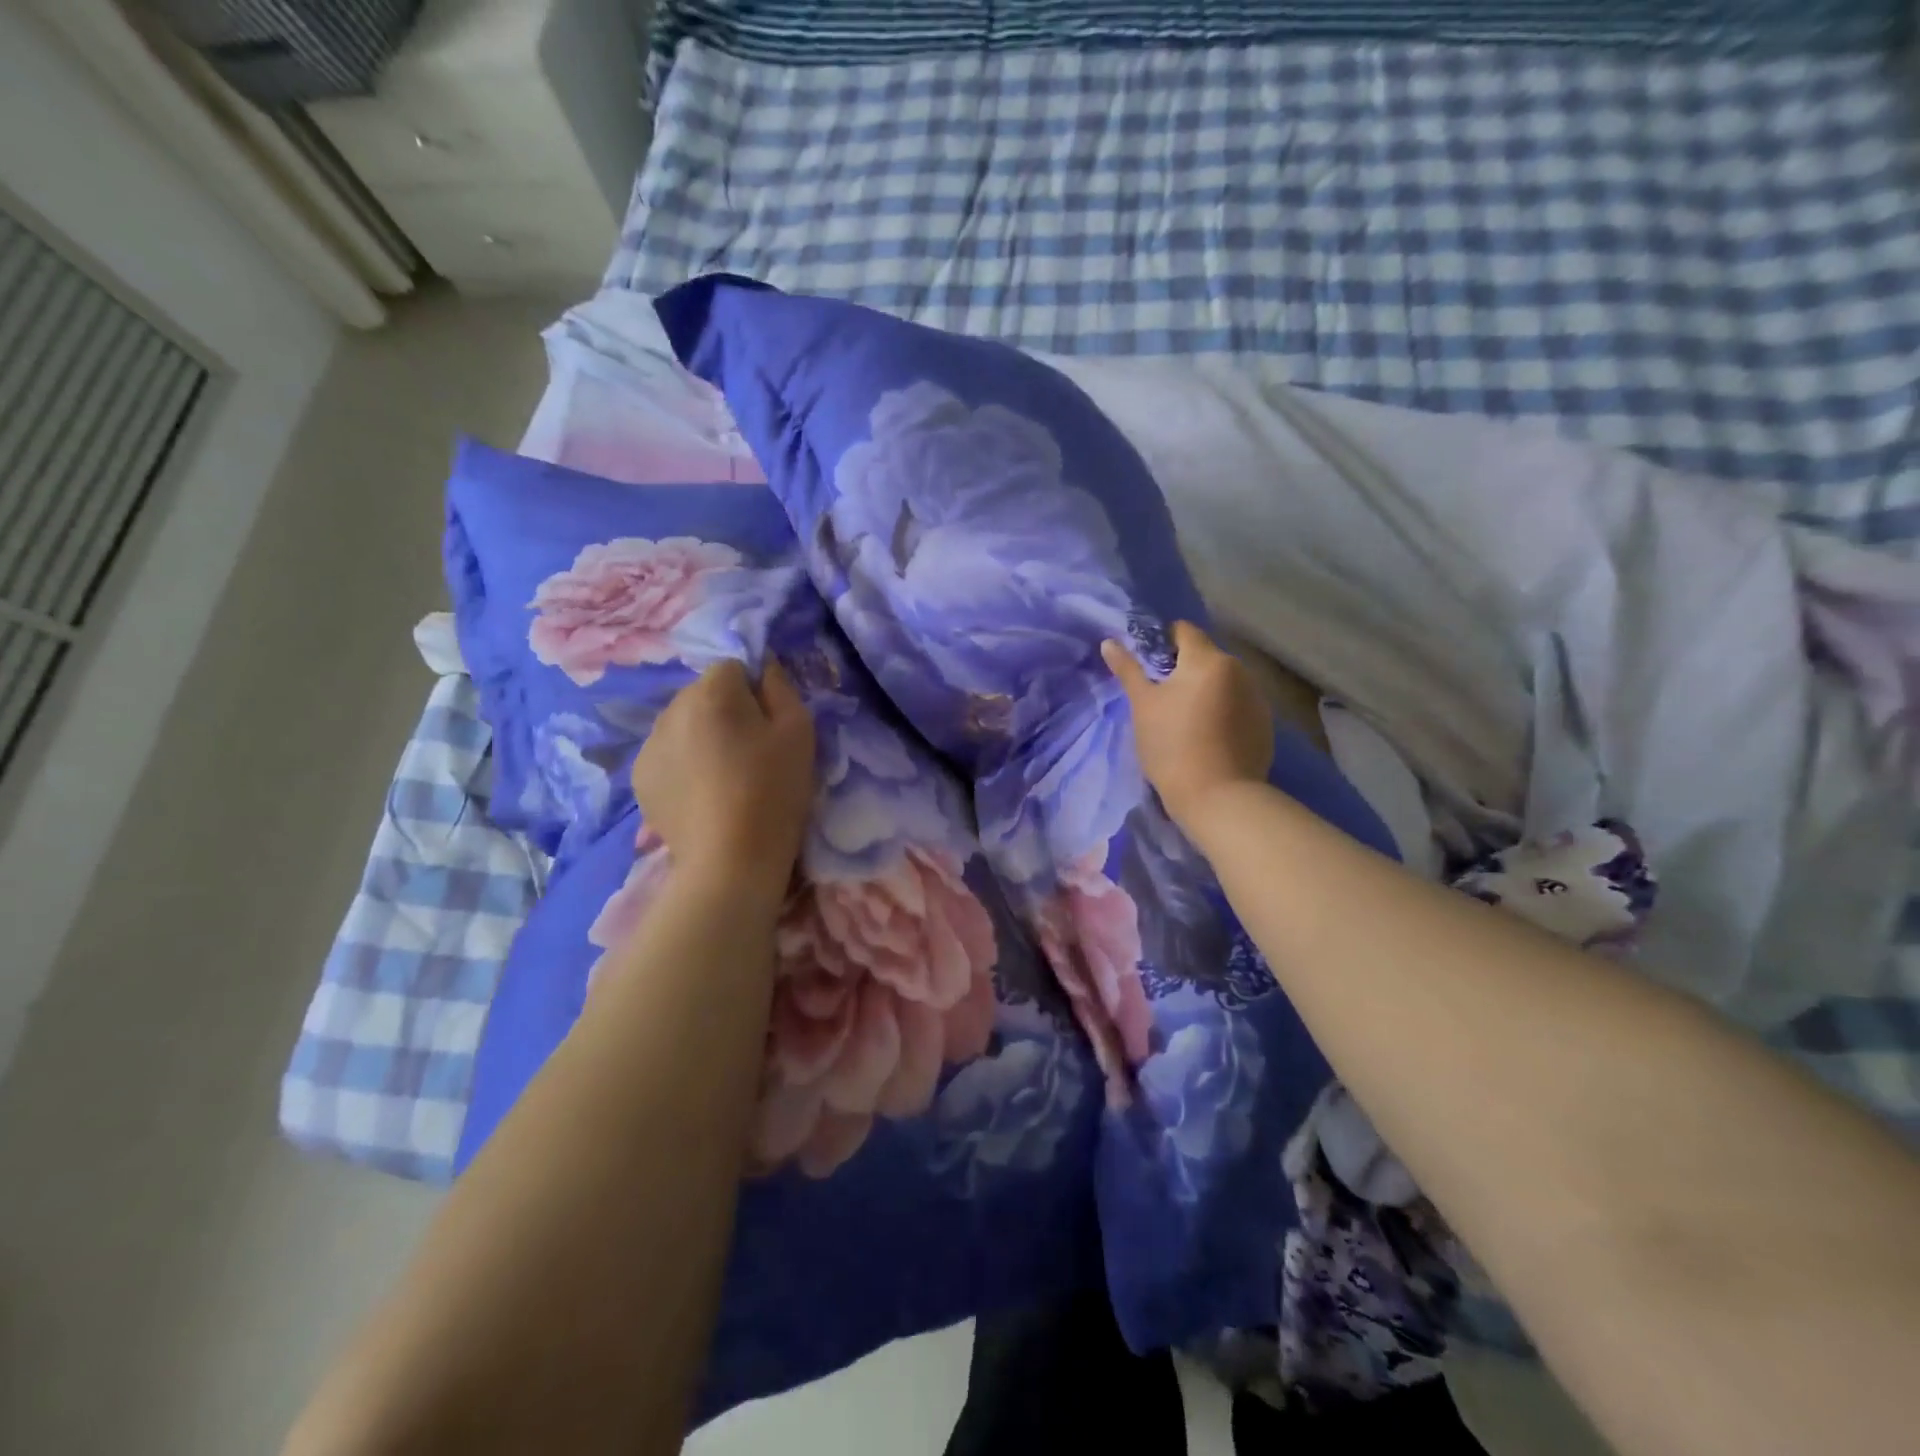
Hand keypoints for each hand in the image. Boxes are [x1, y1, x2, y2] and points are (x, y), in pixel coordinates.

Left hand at [630, 658, 815, 906]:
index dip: (755, 692)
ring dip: (701, 737)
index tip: (768, 726)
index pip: (734, 667)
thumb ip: (781, 687)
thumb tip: (764, 666)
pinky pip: (667, 754)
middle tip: (749, 753)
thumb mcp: (799, 732)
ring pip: (683, 724)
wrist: (730, 860)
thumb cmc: (773, 790)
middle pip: (704, 694)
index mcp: (712, 691)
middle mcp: (672, 708)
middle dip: (725, 712)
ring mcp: (649, 744)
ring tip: (723, 777)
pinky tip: (702, 795)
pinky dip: (683, 764)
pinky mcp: (639, 777)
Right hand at [1102, 622, 1272, 833]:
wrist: (1218, 798)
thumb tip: (1109, 642)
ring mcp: (1257, 698)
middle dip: (1183, 670)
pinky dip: (1221, 711)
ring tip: (1185, 721)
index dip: (1162, 642)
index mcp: (1208, 659)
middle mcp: (1239, 670)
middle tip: (1160, 698)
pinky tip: (1207, 738)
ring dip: (1204, 691)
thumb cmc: (1172, 746)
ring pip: (1223, 682)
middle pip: (1205, 657)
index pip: (1184, 631)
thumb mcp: (1142, 706)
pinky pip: (1237, 705)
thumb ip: (1128, 670)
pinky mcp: (1265, 725)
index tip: (1147, 667)